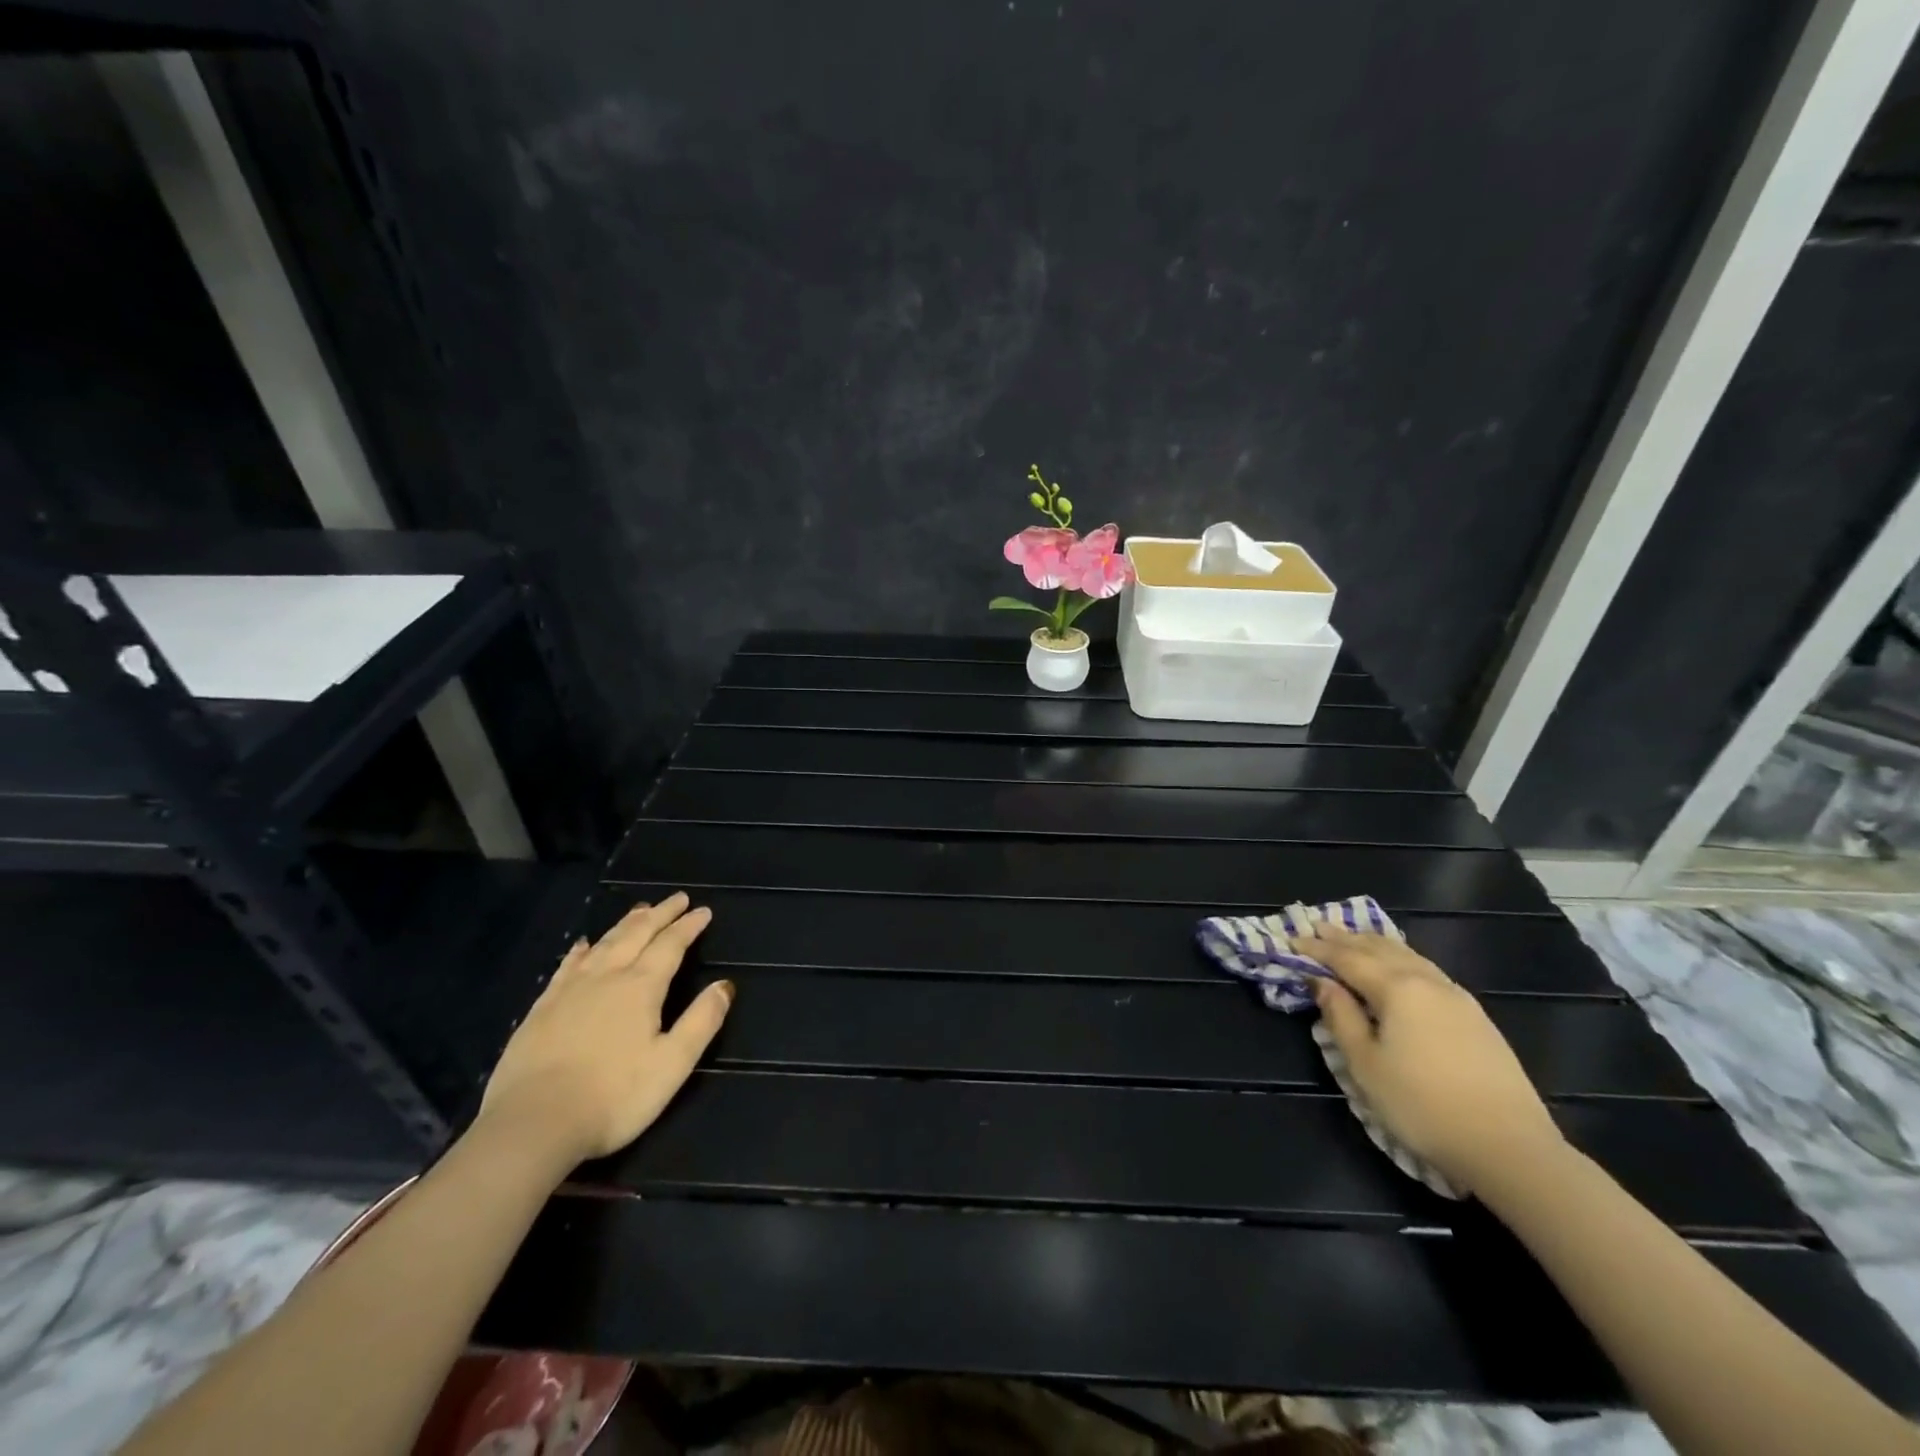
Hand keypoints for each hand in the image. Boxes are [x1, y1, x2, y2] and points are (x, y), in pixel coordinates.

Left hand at [479, 893, 731, 1165]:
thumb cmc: (614, 1097)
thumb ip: (701, 1021)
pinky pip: (566, 966)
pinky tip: (583, 944)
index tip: (703, 911)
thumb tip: (725, 985)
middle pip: (636, 934)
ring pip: (603, 944)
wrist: (532, 1125)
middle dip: (660, 914)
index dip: (688, 926)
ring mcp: (569, 991)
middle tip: (677, 898)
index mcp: (641, 988)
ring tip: (640, 909)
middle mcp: (607, 977)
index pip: (670, 945)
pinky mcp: (541, 1009)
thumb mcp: (672, 1064)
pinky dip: (580, 950)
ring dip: (625, 924)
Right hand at [1305, 925, 1564, 1195]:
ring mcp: (1456, 996)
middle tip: (1318, 927)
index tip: (1292, 940)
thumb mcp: (1365, 1065)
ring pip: (1407, 955)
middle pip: (1378, 949)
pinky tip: (1399, 964)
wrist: (1510, 1147)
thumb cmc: (1422, 1105)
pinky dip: (1401, 957)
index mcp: (1396, 988)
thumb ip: (1340, 1017)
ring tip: (1354, 936)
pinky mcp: (1475, 1015)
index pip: (1347, 959)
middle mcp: (1426, 981)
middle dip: (1345, 938)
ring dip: (1375, 943)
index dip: (1317, 949)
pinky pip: (1426, 969)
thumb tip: (1322, 982)